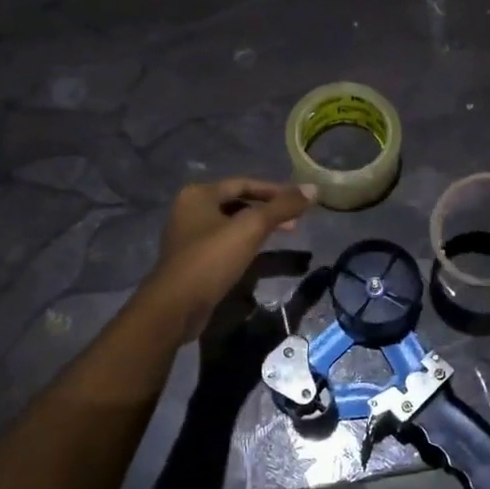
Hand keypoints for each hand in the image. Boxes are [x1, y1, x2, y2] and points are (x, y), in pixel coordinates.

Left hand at [140, 178, 315, 339]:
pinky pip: (224, 242)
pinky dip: (245, 242)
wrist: (176, 305)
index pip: (244, 183)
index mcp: (199, 194)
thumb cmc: (212, 259)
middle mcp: (190, 209)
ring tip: (285, 233)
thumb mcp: (251, 228)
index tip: (300, 199)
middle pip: (237, 202)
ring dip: (258, 226)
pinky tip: (261, 252)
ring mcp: (189, 235)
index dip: (275, 190)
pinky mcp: (193, 259)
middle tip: (297, 220)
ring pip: (231, 223)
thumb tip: (313, 188)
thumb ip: (282, 207)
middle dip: (268, 210)